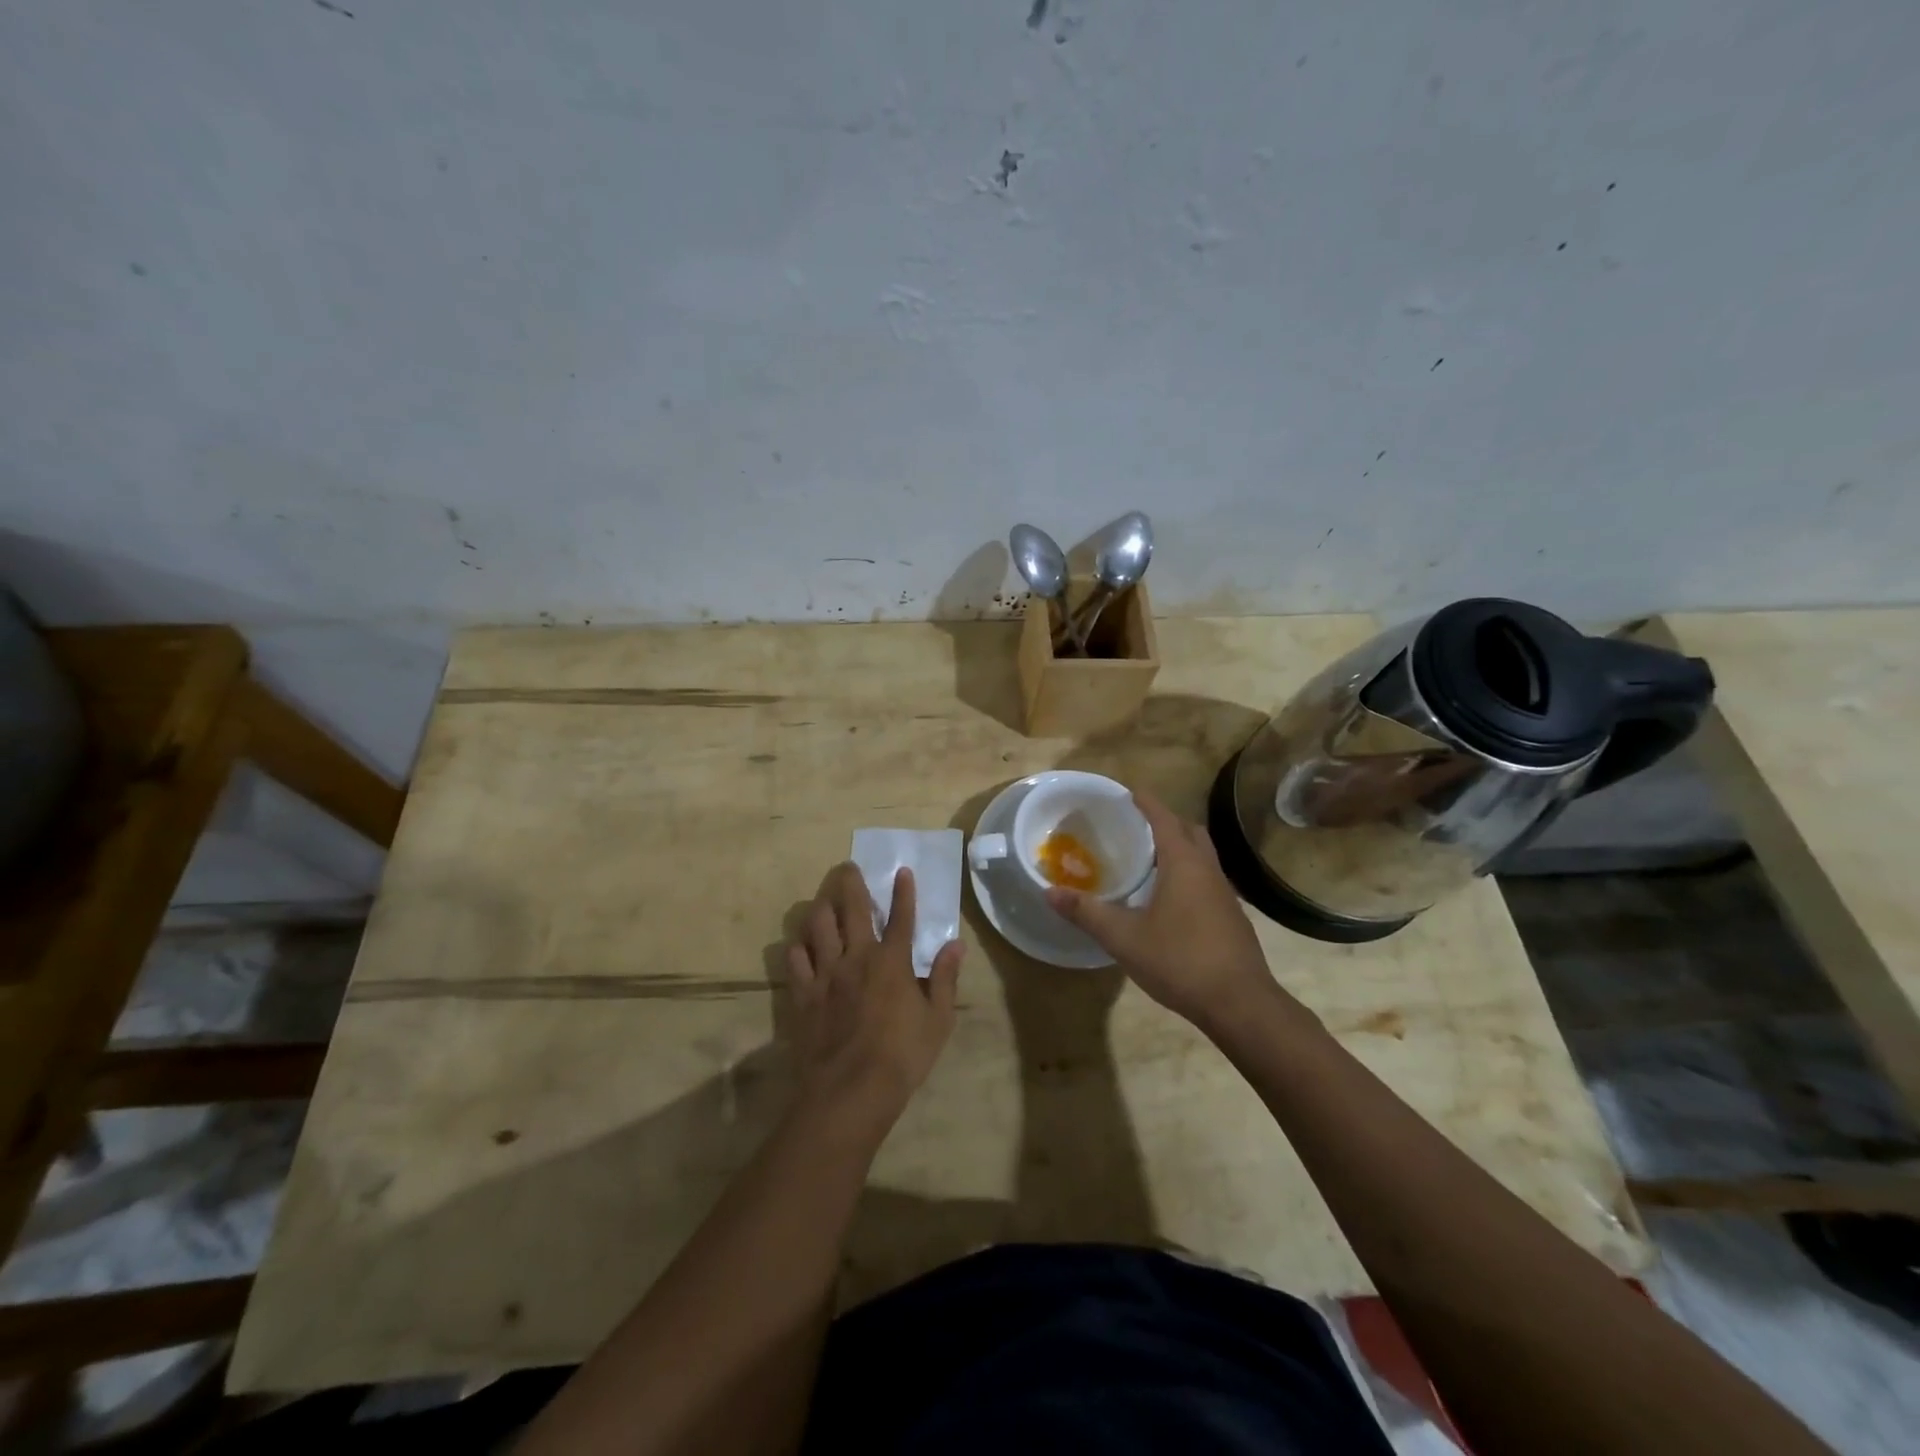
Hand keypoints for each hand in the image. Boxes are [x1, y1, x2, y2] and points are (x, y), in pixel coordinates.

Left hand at [786, 863, 962, 1137]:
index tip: (902, 870)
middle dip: (851, 883)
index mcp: (892, 962)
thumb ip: (945, 979)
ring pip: (818, 925)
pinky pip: (795, 959)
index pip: (901, 917)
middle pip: (852, 909)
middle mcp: (857, 957)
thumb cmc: (902, 1057)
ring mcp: (826, 973)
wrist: (849, 1092)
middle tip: (848, 867)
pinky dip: (798, 946)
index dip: (904, 892)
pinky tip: (801, 944)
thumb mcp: (937, 1021)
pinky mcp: (803, 994)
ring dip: (821, 908)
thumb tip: (955, 945)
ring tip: (824, 902)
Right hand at [1045, 791, 1278, 1030]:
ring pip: (1202, 856)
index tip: (1129, 792)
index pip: (1164, 818)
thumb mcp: (1123, 937)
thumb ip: (1086, 912)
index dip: (1146, 803)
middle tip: (1136, 826)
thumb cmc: (1180, 960)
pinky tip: (1169, 899)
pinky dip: (1188, 874)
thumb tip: (1049, 891)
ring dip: (1179, 848)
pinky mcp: (1231, 917)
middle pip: (1189, 831)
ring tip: (1149, 860)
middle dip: (1165, 822)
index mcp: (1184, 863)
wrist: (1240, 1003)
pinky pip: (1207, 880)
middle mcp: (1208, 870)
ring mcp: (1225, 894)